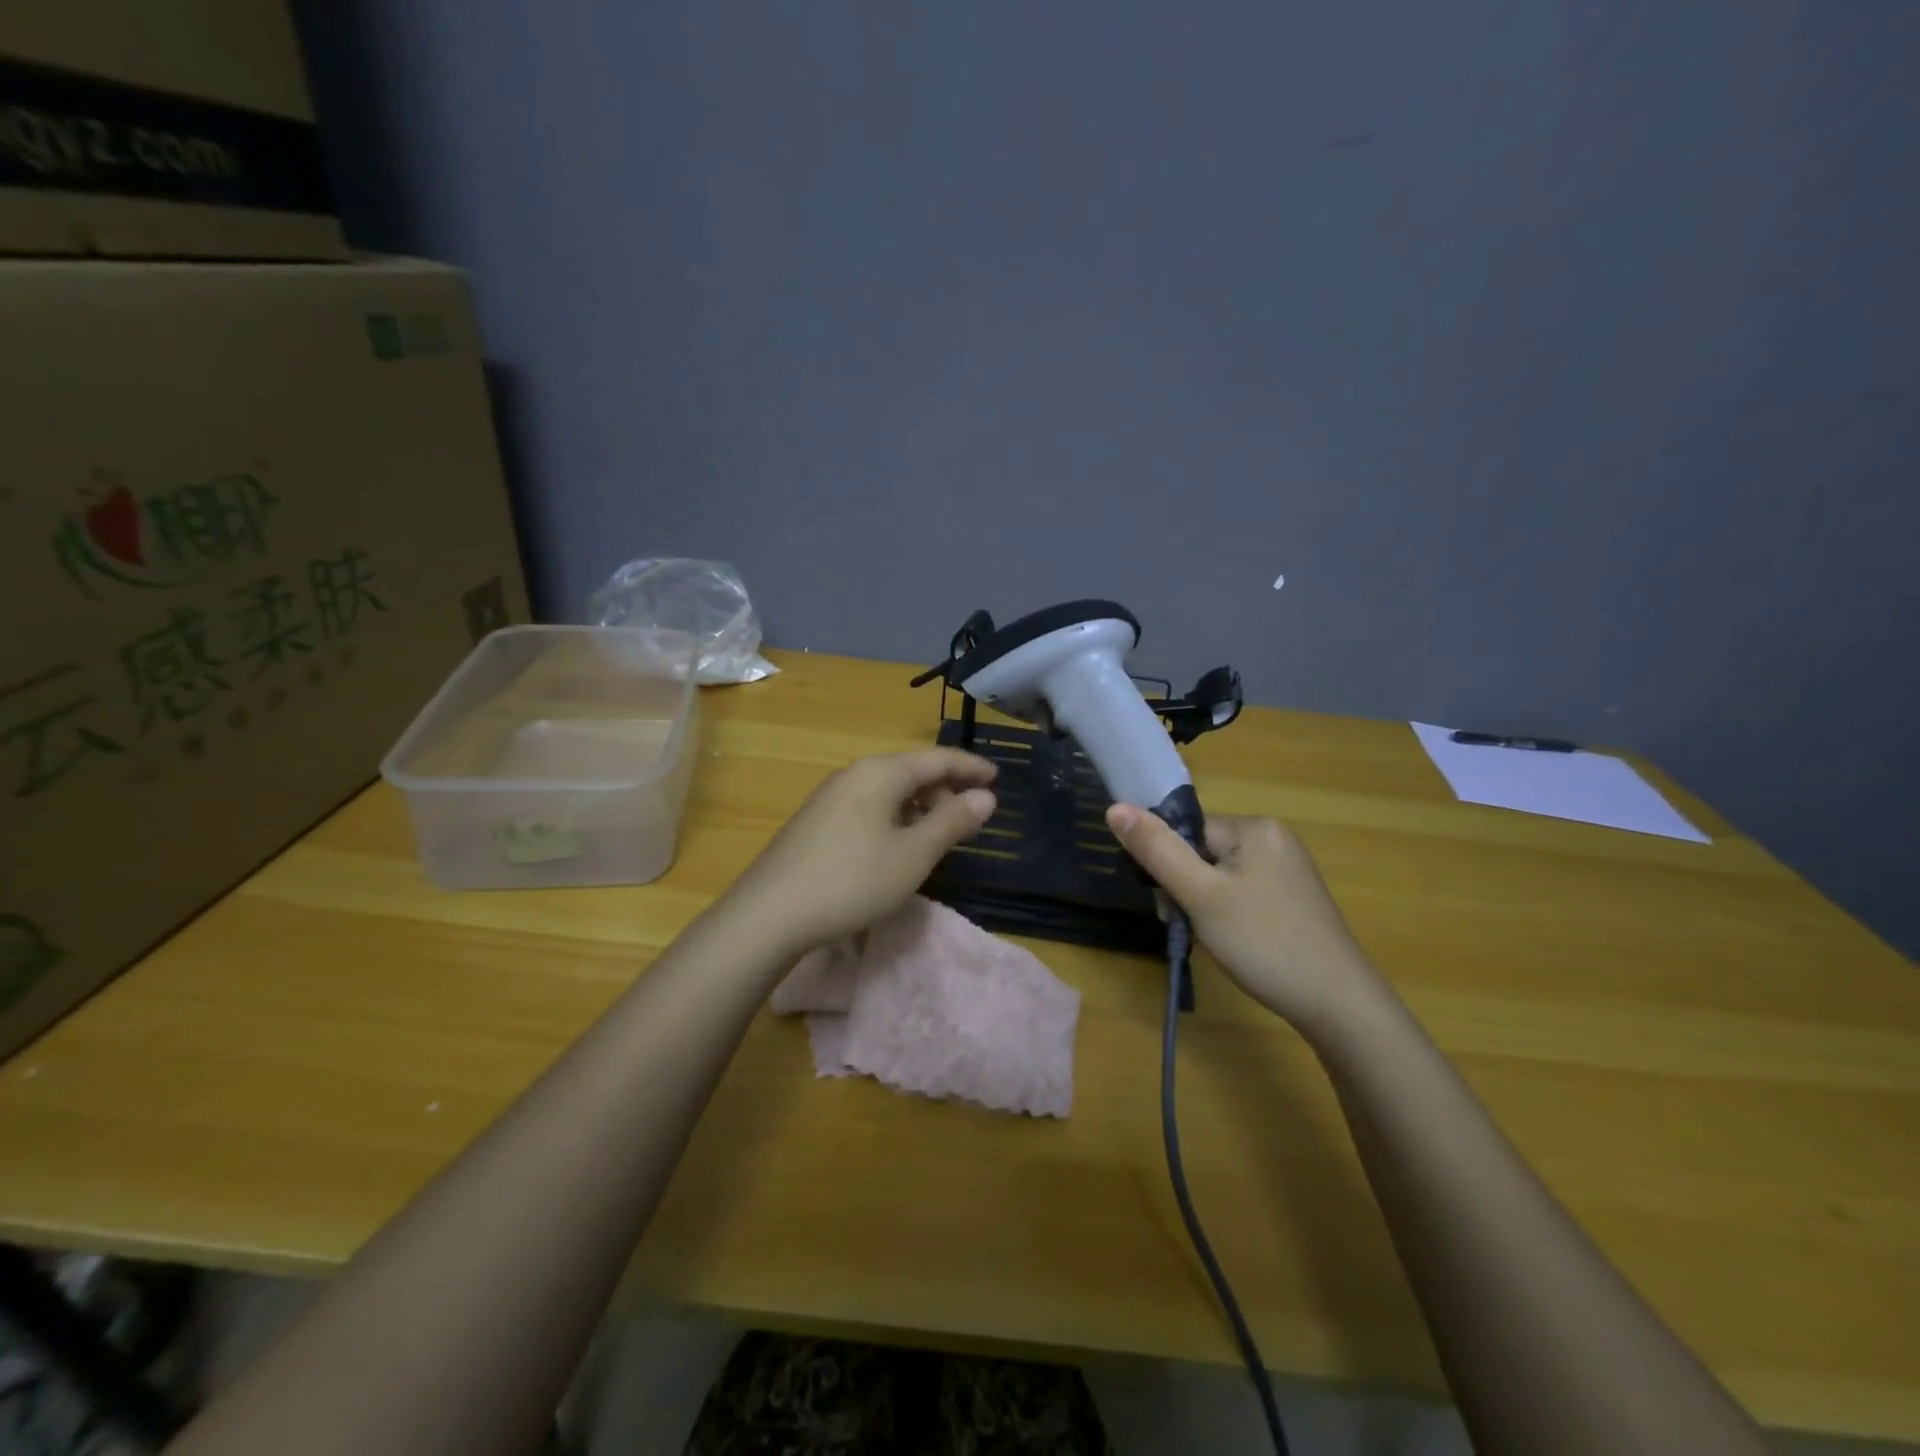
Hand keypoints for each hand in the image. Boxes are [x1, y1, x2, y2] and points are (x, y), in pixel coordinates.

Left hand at [727, 749, 997, 956]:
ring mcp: (831, 797)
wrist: (769, 914)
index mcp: (881, 772)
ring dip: (922, 807)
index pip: (938, 758)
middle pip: (912, 772)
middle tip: (974, 819)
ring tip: (942, 836)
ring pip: (890, 791)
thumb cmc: (852, 880)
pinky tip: (901, 846)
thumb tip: (985, 797)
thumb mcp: (913, 854)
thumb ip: (952, 822)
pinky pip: (870, 807)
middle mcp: (854, 774)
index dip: (971, 768)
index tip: (998, 779)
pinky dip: (897, 818)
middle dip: (947, 790)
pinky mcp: (817, 821)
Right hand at [1105, 805, 1385, 1034]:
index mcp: (1254, 827)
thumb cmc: (1263, 942)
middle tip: (1187, 926)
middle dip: (1185, 888)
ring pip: (1219, 875)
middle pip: (1202, 852)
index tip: (1170, 906)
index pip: (1187, 831)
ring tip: (1211, 938)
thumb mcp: (1200, 895)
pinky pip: (1242, 890)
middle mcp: (1274, 838)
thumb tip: (1114, 808)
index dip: (1169, 867)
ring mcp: (1287, 868)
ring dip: (1202, 903)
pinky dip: (1227, 912)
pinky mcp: (1293, 896)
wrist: (1338, 1003)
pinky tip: (1233, 940)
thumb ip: (1156, 850)